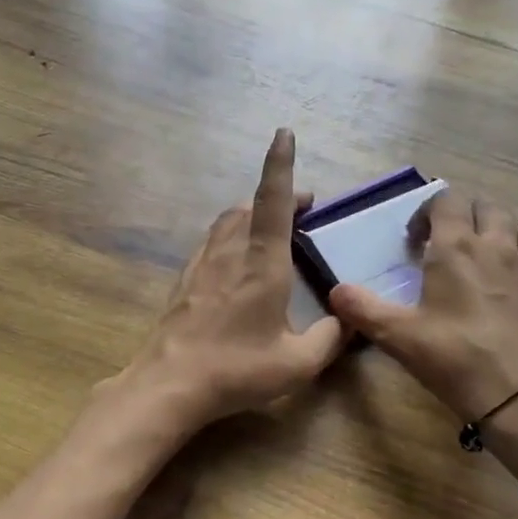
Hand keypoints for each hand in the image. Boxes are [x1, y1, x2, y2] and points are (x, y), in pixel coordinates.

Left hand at [114, 129, 345, 436]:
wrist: (169, 383)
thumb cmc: (237, 369)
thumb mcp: (298, 363)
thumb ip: (330, 339)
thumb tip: (348, 320)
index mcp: (262, 263)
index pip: (273, 201)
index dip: (280, 165)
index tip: (283, 134)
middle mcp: (231, 252)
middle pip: (250, 206)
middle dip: (278, 197)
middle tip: (303, 209)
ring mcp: (203, 263)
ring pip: (228, 220)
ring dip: (252, 213)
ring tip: (273, 229)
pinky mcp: (186, 279)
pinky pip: (213, 241)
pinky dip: (232, 234)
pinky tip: (238, 259)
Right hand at [330, 191, 517, 421]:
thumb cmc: (454, 358)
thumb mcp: (398, 336)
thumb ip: (363, 309)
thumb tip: (335, 291)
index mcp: (455, 248)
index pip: (445, 200)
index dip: (426, 212)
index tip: (414, 242)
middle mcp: (493, 244)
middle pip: (482, 206)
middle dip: (460, 216)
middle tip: (443, 245)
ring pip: (515, 221)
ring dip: (495, 226)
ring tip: (481, 250)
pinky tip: (511, 271)